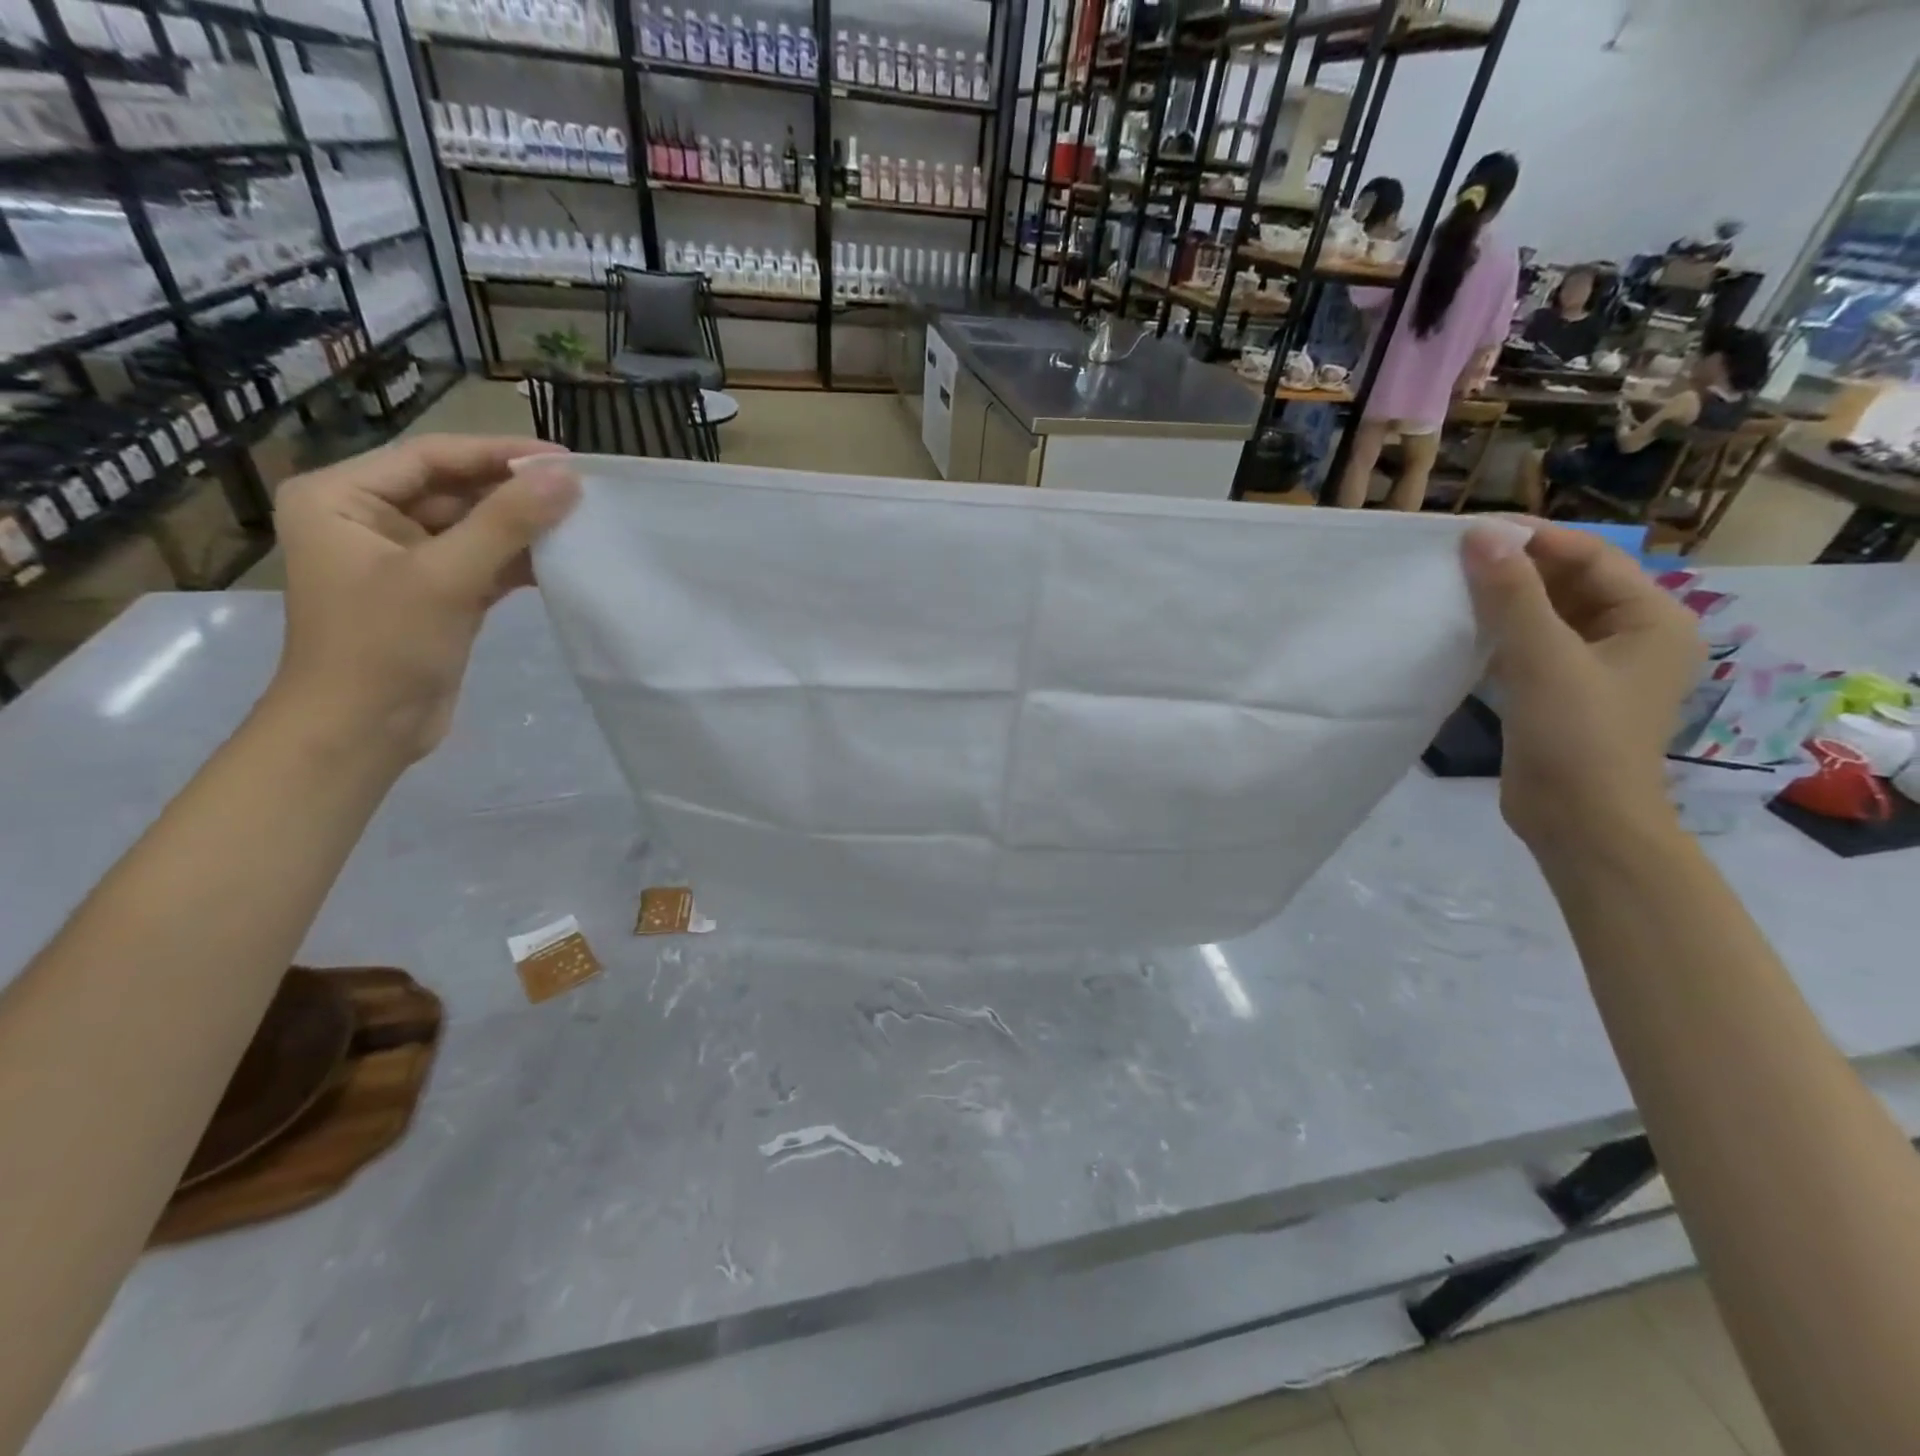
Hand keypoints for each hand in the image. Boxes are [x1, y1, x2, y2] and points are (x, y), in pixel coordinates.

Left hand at [271, 434, 578, 764]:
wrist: (362, 731)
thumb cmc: (383, 645)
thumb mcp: (446, 576)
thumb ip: (507, 522)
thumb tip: (567, 478)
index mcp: (341, 496)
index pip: (431, 457)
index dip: (498, 453)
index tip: (564, 458)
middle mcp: (367, 518)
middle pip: (454, 490)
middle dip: (515, 492)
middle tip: (581, 491)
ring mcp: (403, 559)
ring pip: (473, 528)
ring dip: (522, 528)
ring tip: (580, 522)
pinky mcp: (435, 594)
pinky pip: (482, 563)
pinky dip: (518, 562)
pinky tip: (561, 561)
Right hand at [1460, 521, 1702, 846]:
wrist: (1579, 821)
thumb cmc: (1576, 736)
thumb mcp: (1543, 658)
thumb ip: (1511, 594)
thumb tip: (1479, 535)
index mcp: (1651, 619)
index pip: (1591, 557)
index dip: (1533, 539)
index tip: (1472, 530)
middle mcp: (1630, 636)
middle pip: (1569, 584)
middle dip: (1514, 568)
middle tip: (1453, 557)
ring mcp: (1594, 668)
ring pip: (1545, 616)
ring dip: (1502, 602)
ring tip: (1448, 587)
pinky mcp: (1560, 694)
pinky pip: (1530, 648)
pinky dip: (1498, 635)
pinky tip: (1459, 631)